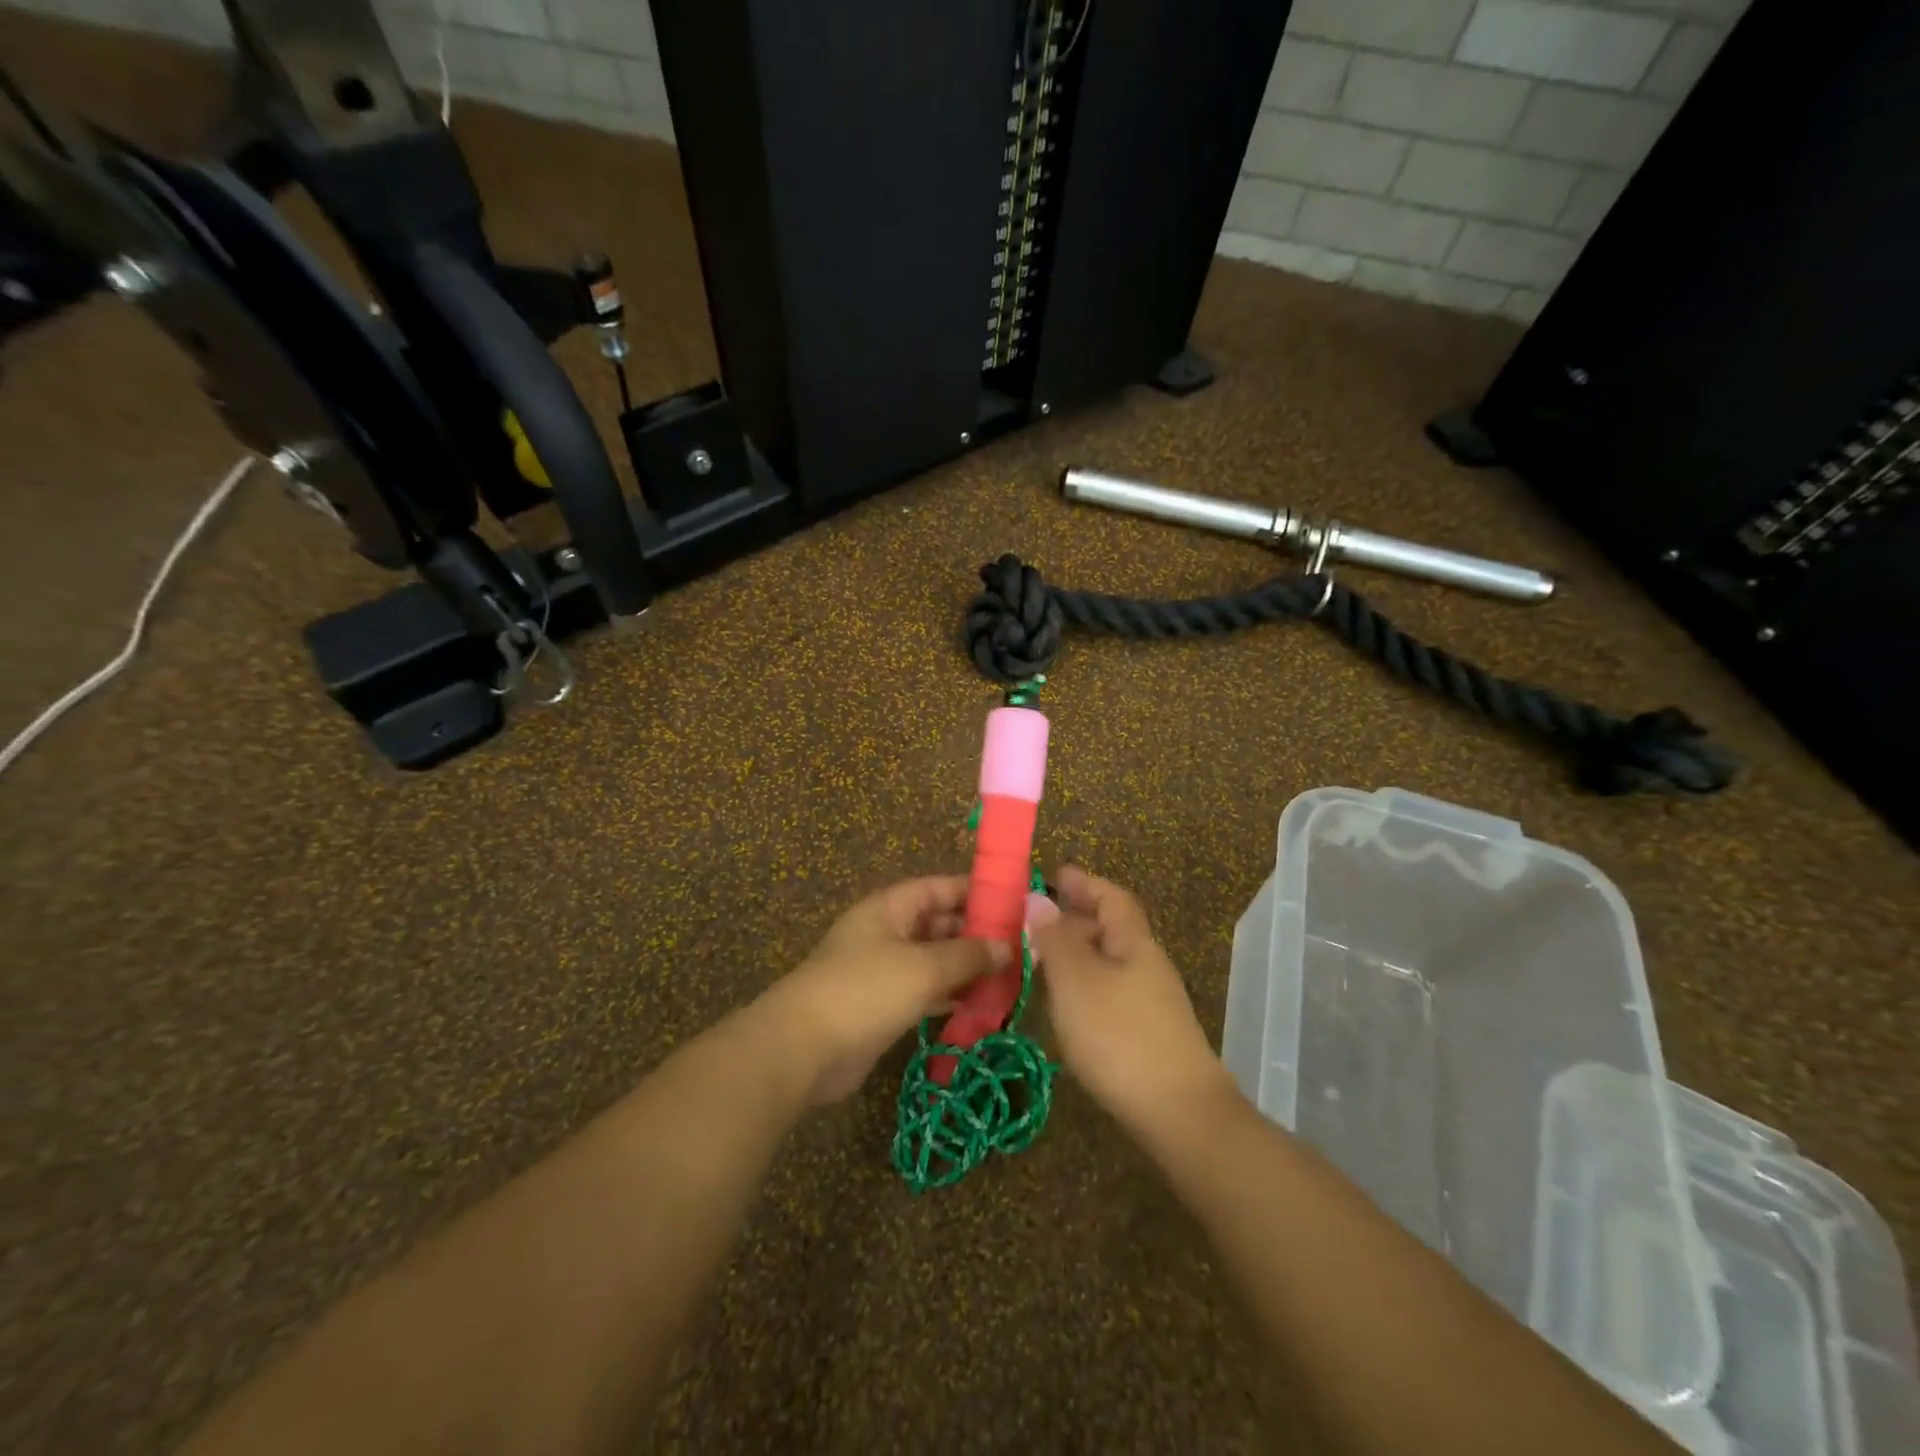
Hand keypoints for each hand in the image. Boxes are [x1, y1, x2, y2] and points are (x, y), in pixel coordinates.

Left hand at [754, 876, 1008, 1104]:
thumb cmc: (865, 990)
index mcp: (890, 908)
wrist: (804, 1048)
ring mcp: (884, 971)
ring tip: (1012, 978)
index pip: (939, 888)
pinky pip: (926, 993)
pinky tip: (984, 1008)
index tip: (1014, 901)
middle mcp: (887, 933)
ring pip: (935, 961)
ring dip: (968, 969)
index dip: (975, 891)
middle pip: (939, 925)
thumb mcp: (923, 966)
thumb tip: (1007, 946)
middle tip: (1023, 947)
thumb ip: (968, 954)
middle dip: (977, 935)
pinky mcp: (883, 1006)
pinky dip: (952, 997)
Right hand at [1031, 866, 1234, 1135]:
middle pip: (1112, 929)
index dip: (1084, 883)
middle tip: (1036, 919)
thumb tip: (1038, 900)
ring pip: (1109, 962)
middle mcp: (1146, 965)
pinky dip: (1083, 984)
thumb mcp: (1076, 980)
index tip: (1055, 874)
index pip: (1111, 898)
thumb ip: (1054, 939)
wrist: (1179, 1113)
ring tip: (1040, 959)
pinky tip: (1064, 1004)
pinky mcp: (1147, 1035)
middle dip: (1076, 918)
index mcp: (1134, 942)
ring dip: (1077, 953)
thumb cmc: (1120, 1035)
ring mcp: (1151, 1002)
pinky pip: (1109, 991)